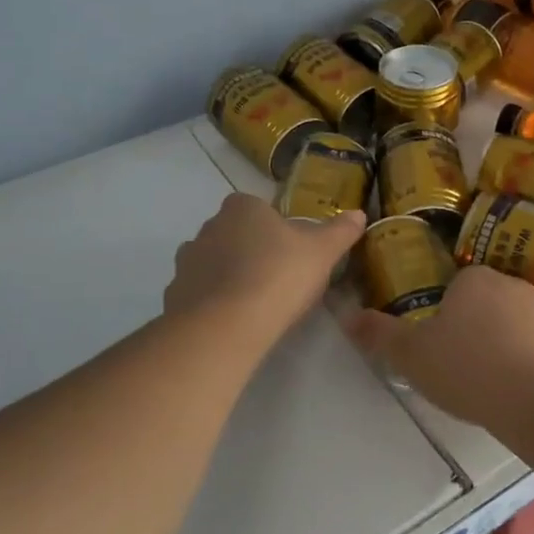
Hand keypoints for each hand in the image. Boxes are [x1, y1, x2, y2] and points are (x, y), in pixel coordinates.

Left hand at [165, 193, 364, 335]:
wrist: (225, 325)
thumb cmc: (279, 276)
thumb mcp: (322, 252)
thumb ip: (340, 231)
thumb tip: (359, 214)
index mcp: (242, 207)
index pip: (257, 207)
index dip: (275, 228)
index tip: (292, 252)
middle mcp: (209, 226)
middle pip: (234, 233)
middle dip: (251, 250)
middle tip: (278, 278)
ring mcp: (187, 261)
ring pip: (214, 262)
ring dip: (230, 276)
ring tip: (256, 303)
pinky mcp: (174, 294)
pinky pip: (199, 292)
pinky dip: (213, 302)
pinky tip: (233, 321)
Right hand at [346, 265, 533, 430]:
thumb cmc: (470, 370)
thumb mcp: (413, 356)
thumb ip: (380, 335)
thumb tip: (347, 315)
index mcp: (474, 279)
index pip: (455, 286)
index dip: (445, 314)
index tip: (440, 345)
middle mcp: (512, 284)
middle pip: (487, 302)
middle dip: (476, 327)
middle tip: (463, 367)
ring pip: (517, 323)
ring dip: (507, 344)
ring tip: (494, 384)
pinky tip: (525, 392)